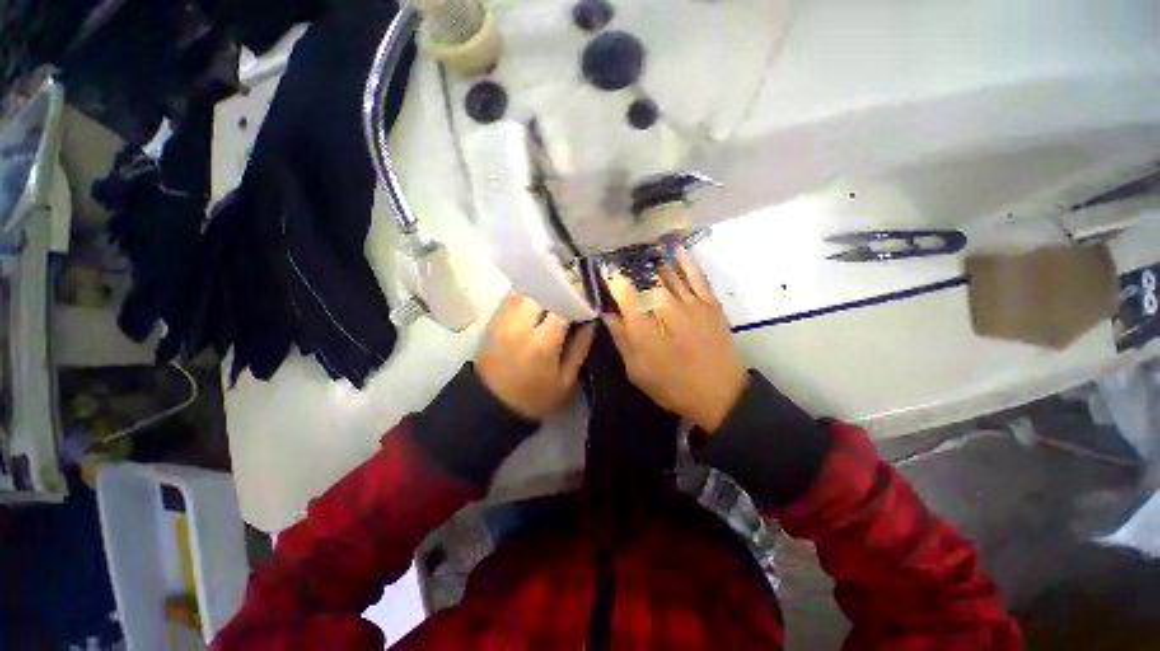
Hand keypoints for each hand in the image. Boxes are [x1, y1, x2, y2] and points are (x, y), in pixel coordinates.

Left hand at [476, 291, 595, 419]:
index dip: (577, 299)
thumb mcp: (565, 380)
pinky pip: (512, 297)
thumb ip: (580, 348)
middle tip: (571, 297)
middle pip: (542, 291)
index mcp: (542, 341)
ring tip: (555, 297)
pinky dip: (527, 295)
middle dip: (559, 290)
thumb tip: (590, 323)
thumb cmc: (534, 397)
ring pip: (526, 290)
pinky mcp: (493, 320)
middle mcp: (520, 324)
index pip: (563, 305)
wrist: (491, 405)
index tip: (587, 301)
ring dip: (543, 290)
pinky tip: (537, 304)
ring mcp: (503, 319)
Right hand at [603, 247, 746, 431]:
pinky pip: (697, 276)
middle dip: (631, 269)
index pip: (623, 292)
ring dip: (653, 263)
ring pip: (668, 273)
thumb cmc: (672, 386)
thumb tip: (607, 314)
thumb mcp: (637, 370)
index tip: (605, 270)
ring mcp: (690, 302)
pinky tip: (677, 250)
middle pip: (644, 279)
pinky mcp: (709, 303)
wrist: (719, 394)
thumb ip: (621, 339)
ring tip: (643, 254)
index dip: (612, 278)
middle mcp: (665, 306)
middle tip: (623, 262)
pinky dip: (687, 261)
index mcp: (643, 325)